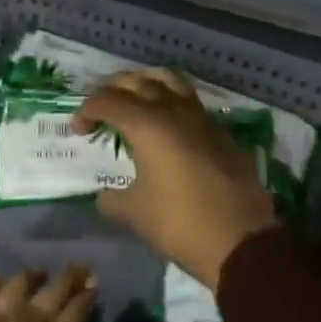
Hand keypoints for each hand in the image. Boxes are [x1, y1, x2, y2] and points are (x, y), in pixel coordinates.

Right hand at [73, 68, 277, 290]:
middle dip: (113, 88)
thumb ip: (113, 200)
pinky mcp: (219, 130)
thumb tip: (105, 195)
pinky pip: (189, 100)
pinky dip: (170, 99)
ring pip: (168, 80)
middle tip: (100, 108)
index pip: (108, 100)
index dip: (87, 109)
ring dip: (145, 82)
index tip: (79, 130)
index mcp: (147, 125)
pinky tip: (167, 122)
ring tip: (134, 98)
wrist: (242, 240)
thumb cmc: (182, 224)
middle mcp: (173, 110)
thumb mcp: (136, 215)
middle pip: (137, 81)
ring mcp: (200, 117)